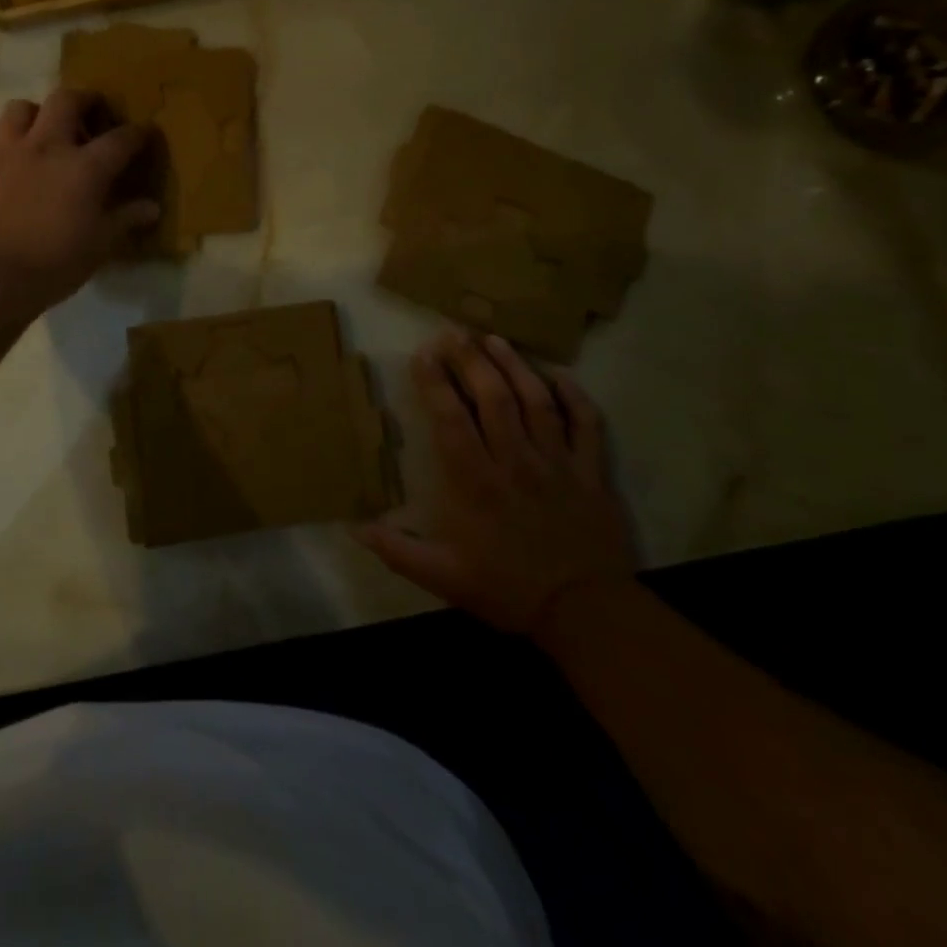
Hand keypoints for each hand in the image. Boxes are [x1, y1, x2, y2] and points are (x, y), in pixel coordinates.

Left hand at [0, 90, 160, 308]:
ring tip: (38, 132)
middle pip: (66, 100)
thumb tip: (152, 207)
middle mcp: (46, 146)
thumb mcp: (99, 246)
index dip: (136, 134)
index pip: (120, 139)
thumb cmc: (54, 264)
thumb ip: (125, 220)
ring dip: (32, 115)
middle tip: (87, 114)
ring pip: (18, 108)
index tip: (143, 135)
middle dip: (82, 100)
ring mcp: (5, 150)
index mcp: (85, 167)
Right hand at [356, 328, 636, 635]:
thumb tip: (354, 527)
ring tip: (494, 338)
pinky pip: (586, 424)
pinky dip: (573, 396)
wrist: (587, 615)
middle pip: (493, 397)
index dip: (435, 382)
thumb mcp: (442, 577)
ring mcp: (557, 463)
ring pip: (536, 400)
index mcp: (475, 481)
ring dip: (514, 365)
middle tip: (453, 332)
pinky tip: (557, 375)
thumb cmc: (507, 588)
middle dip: (470, 360)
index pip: (450, 418)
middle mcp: (515, 461)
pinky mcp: (592, 472)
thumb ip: (397, 550)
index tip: (422, 354)